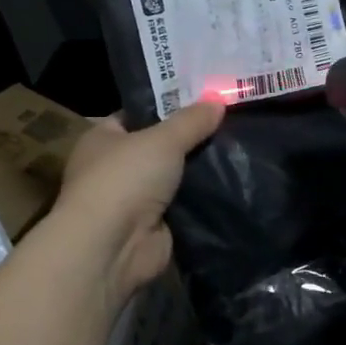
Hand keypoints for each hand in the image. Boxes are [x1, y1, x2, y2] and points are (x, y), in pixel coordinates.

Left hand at [51, 100, 224, 305]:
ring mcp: (136, 199)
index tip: (206, 97)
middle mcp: (116, 167)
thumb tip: (218, 100)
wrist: (112, 247)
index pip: (138, 114)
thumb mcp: (163, 139)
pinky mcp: (156, 226)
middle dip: (192, 138)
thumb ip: (192, 120)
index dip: (169, 105)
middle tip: (232, 121)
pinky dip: (205, 199)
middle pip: (161, 146)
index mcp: (104, 138)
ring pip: (176, 177)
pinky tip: (235, 184)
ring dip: (202, 170)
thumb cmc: (124, 179)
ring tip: (242, 149)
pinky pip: (187, 205)